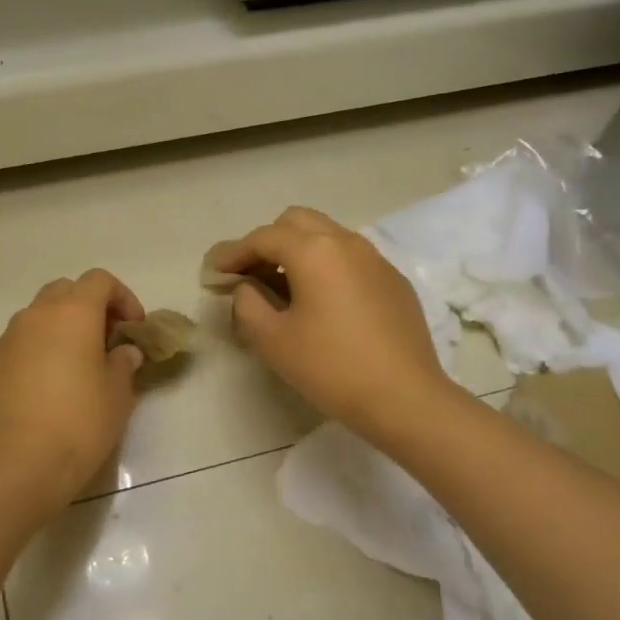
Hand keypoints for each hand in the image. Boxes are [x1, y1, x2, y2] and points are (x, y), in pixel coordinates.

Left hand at [0, 270, 146, 510]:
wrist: (16, 467)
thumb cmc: (79, 424)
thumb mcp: (117, 395)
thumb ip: (123, 364)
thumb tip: (123, 352)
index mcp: (72, 314)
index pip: (99, 281)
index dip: (122, 297)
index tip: (133, 328)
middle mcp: (34, 317)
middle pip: (64, 292)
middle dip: (89, 308)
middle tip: (106, 341)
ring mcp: (6, 341)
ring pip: (37, 318)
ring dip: (60, 329)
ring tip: (76, 366)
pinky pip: (18, 346)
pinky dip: (37, 353)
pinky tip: (47, 390)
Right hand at [207, 207, 451, 444]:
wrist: (405, 398)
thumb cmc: (330, 367)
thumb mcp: (272, 340)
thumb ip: (247, 303)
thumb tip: (247, 287)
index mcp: (314, 251)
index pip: (263, 238)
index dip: (233, 253)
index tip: (214, 273)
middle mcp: (347, 242)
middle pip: (297, 222)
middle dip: (268, 241)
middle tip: (250, 274)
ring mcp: (376, 259)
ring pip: (328, 236)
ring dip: (299, 251)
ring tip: (284, 288)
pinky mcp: (394, 281)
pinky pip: (351, 259)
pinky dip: (327, 267)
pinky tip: (323, 304)